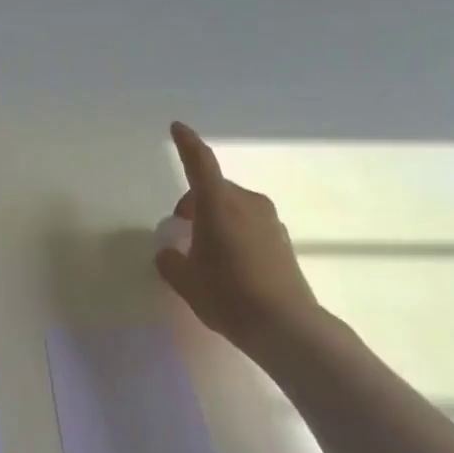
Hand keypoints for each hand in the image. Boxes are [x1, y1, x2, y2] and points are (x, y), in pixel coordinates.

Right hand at [155, 121, 324, 355]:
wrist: (284, 325)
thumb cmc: (228, 296)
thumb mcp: (186, 282)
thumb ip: (171, 262)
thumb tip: (169, 252)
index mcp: (219, 205)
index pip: (200, 163)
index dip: (187, 144)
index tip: (177, 127)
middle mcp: (247, 203)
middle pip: (214, 189)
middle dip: (194, 203)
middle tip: (180, 231)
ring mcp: (268, 220)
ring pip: (232, 206)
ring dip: (214, 217)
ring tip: (204, 252)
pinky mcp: (281, 239)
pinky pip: (248, 222)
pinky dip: (232, 230)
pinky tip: (227, 263)